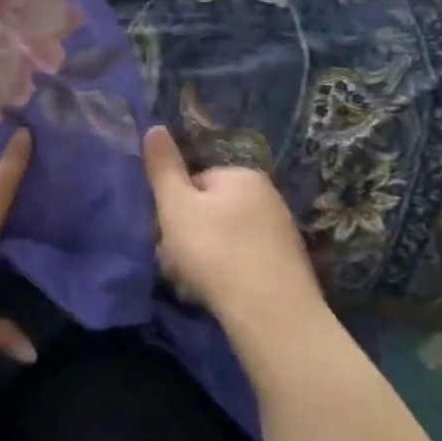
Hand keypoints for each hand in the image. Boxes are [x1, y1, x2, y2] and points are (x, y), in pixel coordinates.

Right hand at [142, 125, 325, 322]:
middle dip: (187, 233)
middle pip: (209, 210)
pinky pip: (243, 260)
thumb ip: (163, 167)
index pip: (194, 182)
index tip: (163, 233)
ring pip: (224, 238)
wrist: (271, 313)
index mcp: (242, 175)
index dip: (173, 207)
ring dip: (203, 256)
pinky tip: (216, 293)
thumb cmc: (215, 250)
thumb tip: (155, 128)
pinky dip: (226, 273)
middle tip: (174, 262)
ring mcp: (281, 233)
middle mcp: (268, 196)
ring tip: (192, 283)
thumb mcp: (176, 206)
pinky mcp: (287, 266)